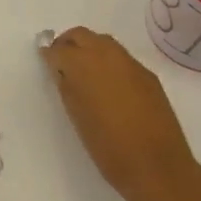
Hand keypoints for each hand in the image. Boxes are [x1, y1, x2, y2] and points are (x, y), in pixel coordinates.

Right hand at [44, 27, 200, 200]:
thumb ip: (67, 87)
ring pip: (104, 42)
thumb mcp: (77, 117)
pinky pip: (122, 58)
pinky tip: (108, 84)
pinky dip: (109, 62)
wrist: (156, 165)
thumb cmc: (107, 147)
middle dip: (68, 43)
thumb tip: (61, 71)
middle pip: (82, 35)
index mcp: (84, 65)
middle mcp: (107, 55)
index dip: (50, 55)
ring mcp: (131, 63)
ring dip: (89, 49)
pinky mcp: (148, 75)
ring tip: (83, 73)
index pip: (60, 49)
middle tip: (61, 62)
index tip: (45, 62)